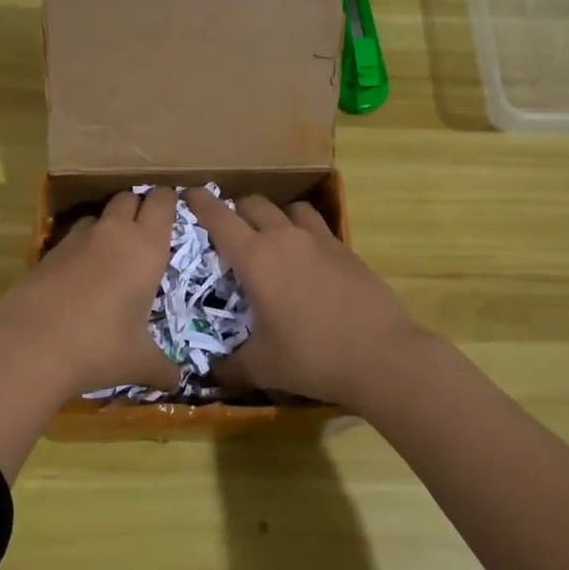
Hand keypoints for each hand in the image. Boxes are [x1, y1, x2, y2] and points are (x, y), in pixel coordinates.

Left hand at [0, 187, 182, 398]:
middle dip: (139, 206)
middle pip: (128, 197)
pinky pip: (72, 239)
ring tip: (113, 255)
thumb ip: (163, 368)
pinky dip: (81, 248)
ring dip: (108, 225)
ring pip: (98, 215)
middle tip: (147, 232)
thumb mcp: (139, 362)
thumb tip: (177, 384)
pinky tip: (81, 278)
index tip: (175, 211)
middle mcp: (113, 233)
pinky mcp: (46, 253)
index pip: (162, 201)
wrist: (29, 348)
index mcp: (146, 248)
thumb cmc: (100, 348)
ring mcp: (76, 240)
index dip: (169, 200)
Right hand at [184, 190, 423, 405]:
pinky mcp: (346, 250)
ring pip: (290, 208)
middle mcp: (285, 239)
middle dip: (235, 209)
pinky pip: (317, 227)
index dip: (200, 203)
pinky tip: (307, 258)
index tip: (188, 195)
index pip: (219, 218)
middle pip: (254, 204)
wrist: (380, 355)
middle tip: (228, 229)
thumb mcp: (262, 367)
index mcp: (256, 258)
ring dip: (274, 216)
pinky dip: (304, 231)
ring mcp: (320, 240)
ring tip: (271, 237)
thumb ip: (230, 367)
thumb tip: (209, 374)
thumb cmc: (311, 357)